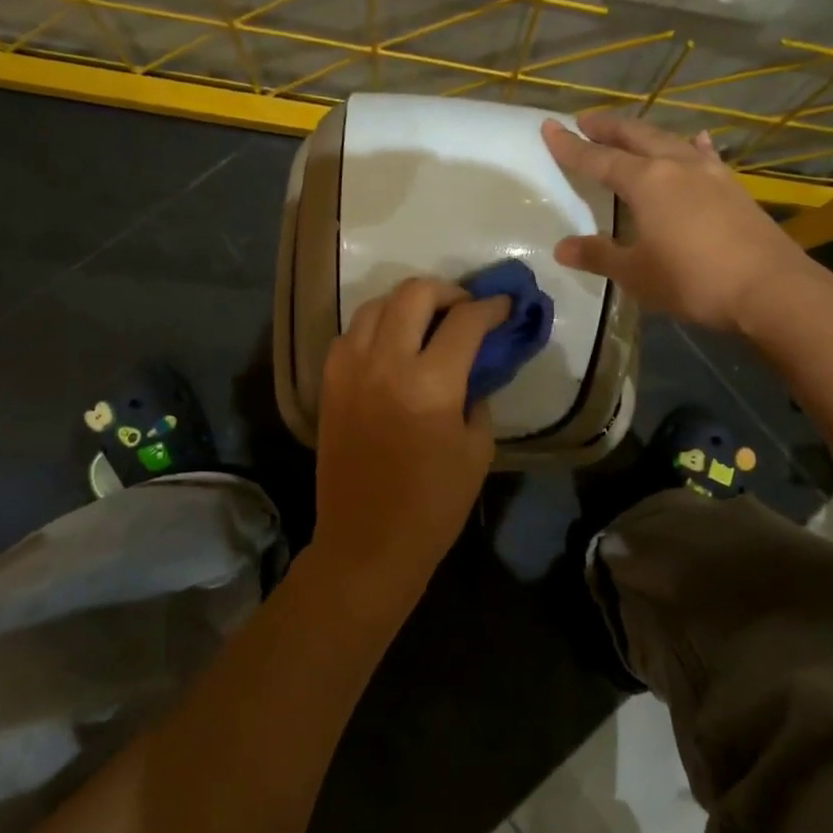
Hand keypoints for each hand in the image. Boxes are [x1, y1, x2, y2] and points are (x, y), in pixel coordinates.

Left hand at [314, 277, 510, 596]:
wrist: (367, 541)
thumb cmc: (433, 504)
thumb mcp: (478, 450)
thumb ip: (478, 398)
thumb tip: (474, 368)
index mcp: (431, 383)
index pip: (465, 321)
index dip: (491, 307)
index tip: (504, 305)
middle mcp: (385, 363)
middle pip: (414, 294)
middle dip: (447, 291)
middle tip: (465, 307)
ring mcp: (349, 370)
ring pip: (374, 305)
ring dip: (406, 303)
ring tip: (426, 320)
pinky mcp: (328, 384)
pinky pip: (350, 333)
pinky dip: (374, 327)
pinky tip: (390, 345)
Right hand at [543, 111, 818, 332]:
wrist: (769, 288)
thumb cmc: (692, 280)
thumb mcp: (636, 274)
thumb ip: (599, 256)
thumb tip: (563, 247)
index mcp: (646, 182)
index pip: (598, 158)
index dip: (571, 146)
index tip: (550, 127)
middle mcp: (676, 166)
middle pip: (635, 136)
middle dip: (608, 127)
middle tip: (585, 120)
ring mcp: (710, 172)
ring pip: (669, 140)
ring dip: (644, 133)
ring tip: (630, 132)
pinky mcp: (733, 186)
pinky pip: (703, 155)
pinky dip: (690, 146)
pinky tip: (695, 142)